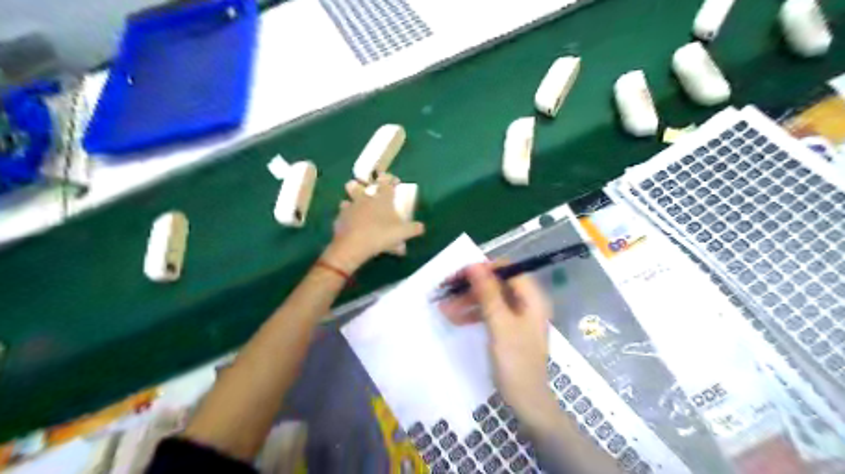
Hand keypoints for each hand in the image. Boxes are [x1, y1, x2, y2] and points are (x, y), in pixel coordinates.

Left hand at [323, 174, 429, 274]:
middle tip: (364, 189)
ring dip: (350, 202)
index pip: (386, 184)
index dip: (389, 180)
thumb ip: (413, 229)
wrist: (354, 245)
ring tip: (353, 207)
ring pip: (348, 200)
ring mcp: (350, 208)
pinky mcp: (340, 219)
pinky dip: (345, 218)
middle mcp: (365, 199)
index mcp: (382, 200)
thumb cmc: (381, 235)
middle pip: (360, 186)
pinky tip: (349, 225)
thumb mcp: (403, 233)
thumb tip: (421, 227)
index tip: (392, 180)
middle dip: (360, 186)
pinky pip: (342, 215)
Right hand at [439, 263, 558, 429]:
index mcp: (531, 298)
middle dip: (471, 287)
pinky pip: (489, 314)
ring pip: (490, 299)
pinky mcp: (508, 329)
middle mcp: (526, 303)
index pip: (507, 270)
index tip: (460, 275)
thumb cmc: (515, 361)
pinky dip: (473, 314)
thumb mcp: (499, 324)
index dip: (483, 269)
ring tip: (444, 308)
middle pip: (497, 284)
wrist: (526, 401)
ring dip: (468, 301)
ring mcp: (517, 317)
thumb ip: (487, 293)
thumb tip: (473, 265)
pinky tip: (454, 319)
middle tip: (446, 291)